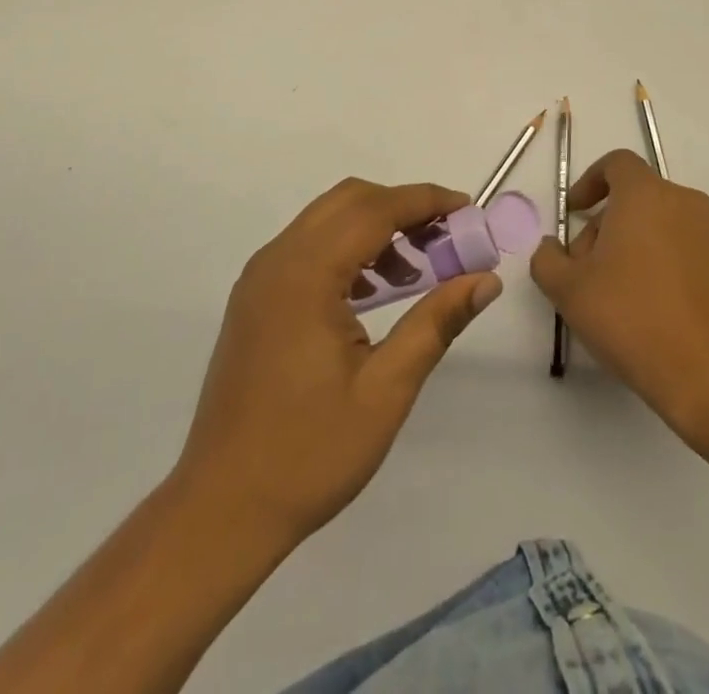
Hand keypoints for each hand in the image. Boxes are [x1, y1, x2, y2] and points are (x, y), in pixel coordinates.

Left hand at [174, 178, 501, 547]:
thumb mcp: (386, 389)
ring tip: (418, 269)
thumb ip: (436, 323)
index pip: (374, 209)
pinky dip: (347, 250)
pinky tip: (374, 292)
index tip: (467, 208)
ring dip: (374, 228)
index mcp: (306, 274)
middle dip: (402, 207)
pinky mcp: (255, 299)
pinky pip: (307, 249)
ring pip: (326, 221)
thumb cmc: (309, 453)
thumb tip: (486, 281)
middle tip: (447, 238)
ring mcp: (260, 278)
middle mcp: (277, 260)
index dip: (425, 200)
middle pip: (348, 201)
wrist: (222, 507)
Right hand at [533, 149, 708, 449]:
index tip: (574, 213)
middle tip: (585, 266)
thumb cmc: (632, 317)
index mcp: (646, 195)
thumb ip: (547, 258)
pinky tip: (648, 307)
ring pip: (660, 223)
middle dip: (605, 223)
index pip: (617, 163)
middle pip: (636, 196)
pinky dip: (661, 262)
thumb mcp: (568, 289)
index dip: (590, 181)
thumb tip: (552, 247)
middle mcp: (684, 204)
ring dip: (632, 244)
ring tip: (614, 292)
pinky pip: (684, 248)